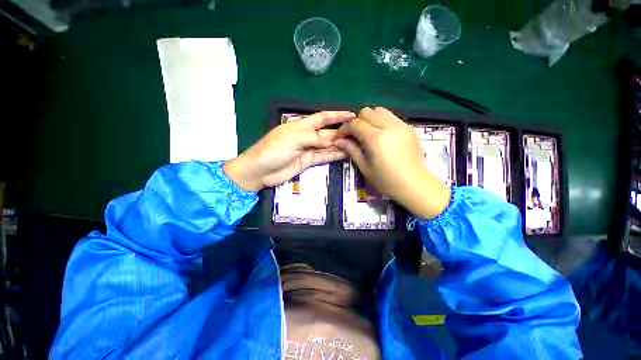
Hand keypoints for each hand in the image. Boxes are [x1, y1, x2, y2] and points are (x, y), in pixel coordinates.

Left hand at [224, 111, 355, 190]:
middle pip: (327, 132)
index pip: (322, 117)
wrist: (260, 171)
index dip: (336, 115)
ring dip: (340, 145)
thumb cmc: (274, 150)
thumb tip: (330, 141)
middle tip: (358, 133)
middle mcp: (306, 136)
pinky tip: (345, 154)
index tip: (351, 115)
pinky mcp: (308, 162)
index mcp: (301, 126)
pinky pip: (323, 157)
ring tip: (356, 144)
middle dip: (341, 131)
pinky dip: (334, 155)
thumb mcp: (293, 138)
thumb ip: (313, 138)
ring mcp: (308, 150)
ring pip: (327, 146)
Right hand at [334, 107, 450, 218]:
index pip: (355, 124)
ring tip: (368, 134)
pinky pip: (391, 117)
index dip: (344, 129)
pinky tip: (381, 136)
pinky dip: (381, 121)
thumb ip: (351, 150)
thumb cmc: (386, 181)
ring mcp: (401, 125)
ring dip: (370, 119)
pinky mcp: (409, 127)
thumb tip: (338, 141)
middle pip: (367, 112)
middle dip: (357, 122)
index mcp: (375, 139)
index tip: (340, 137)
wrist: (415, 185)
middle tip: (354, 136)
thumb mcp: (365, 167)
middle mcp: (388, 126)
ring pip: (380, 110)